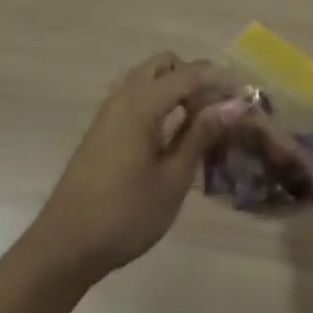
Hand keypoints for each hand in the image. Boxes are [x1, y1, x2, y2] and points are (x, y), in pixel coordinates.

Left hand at [24, 53, 249, 280]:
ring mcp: (108, 113)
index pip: (190, 73)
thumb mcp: (173, 178)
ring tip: (198, 122)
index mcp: (141, 105)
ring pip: (147, 78)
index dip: (222, 80)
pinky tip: (172, 134)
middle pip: (165, 65)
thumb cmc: (125, 215)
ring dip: (175, 88)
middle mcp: (122, 97)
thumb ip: (201, 134)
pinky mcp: (102, 130)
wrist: (65, 247)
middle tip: (217, 110)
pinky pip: (135, 96)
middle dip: (195, 78)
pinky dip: (158, 101)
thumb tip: (233, 105)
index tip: (248, 97)